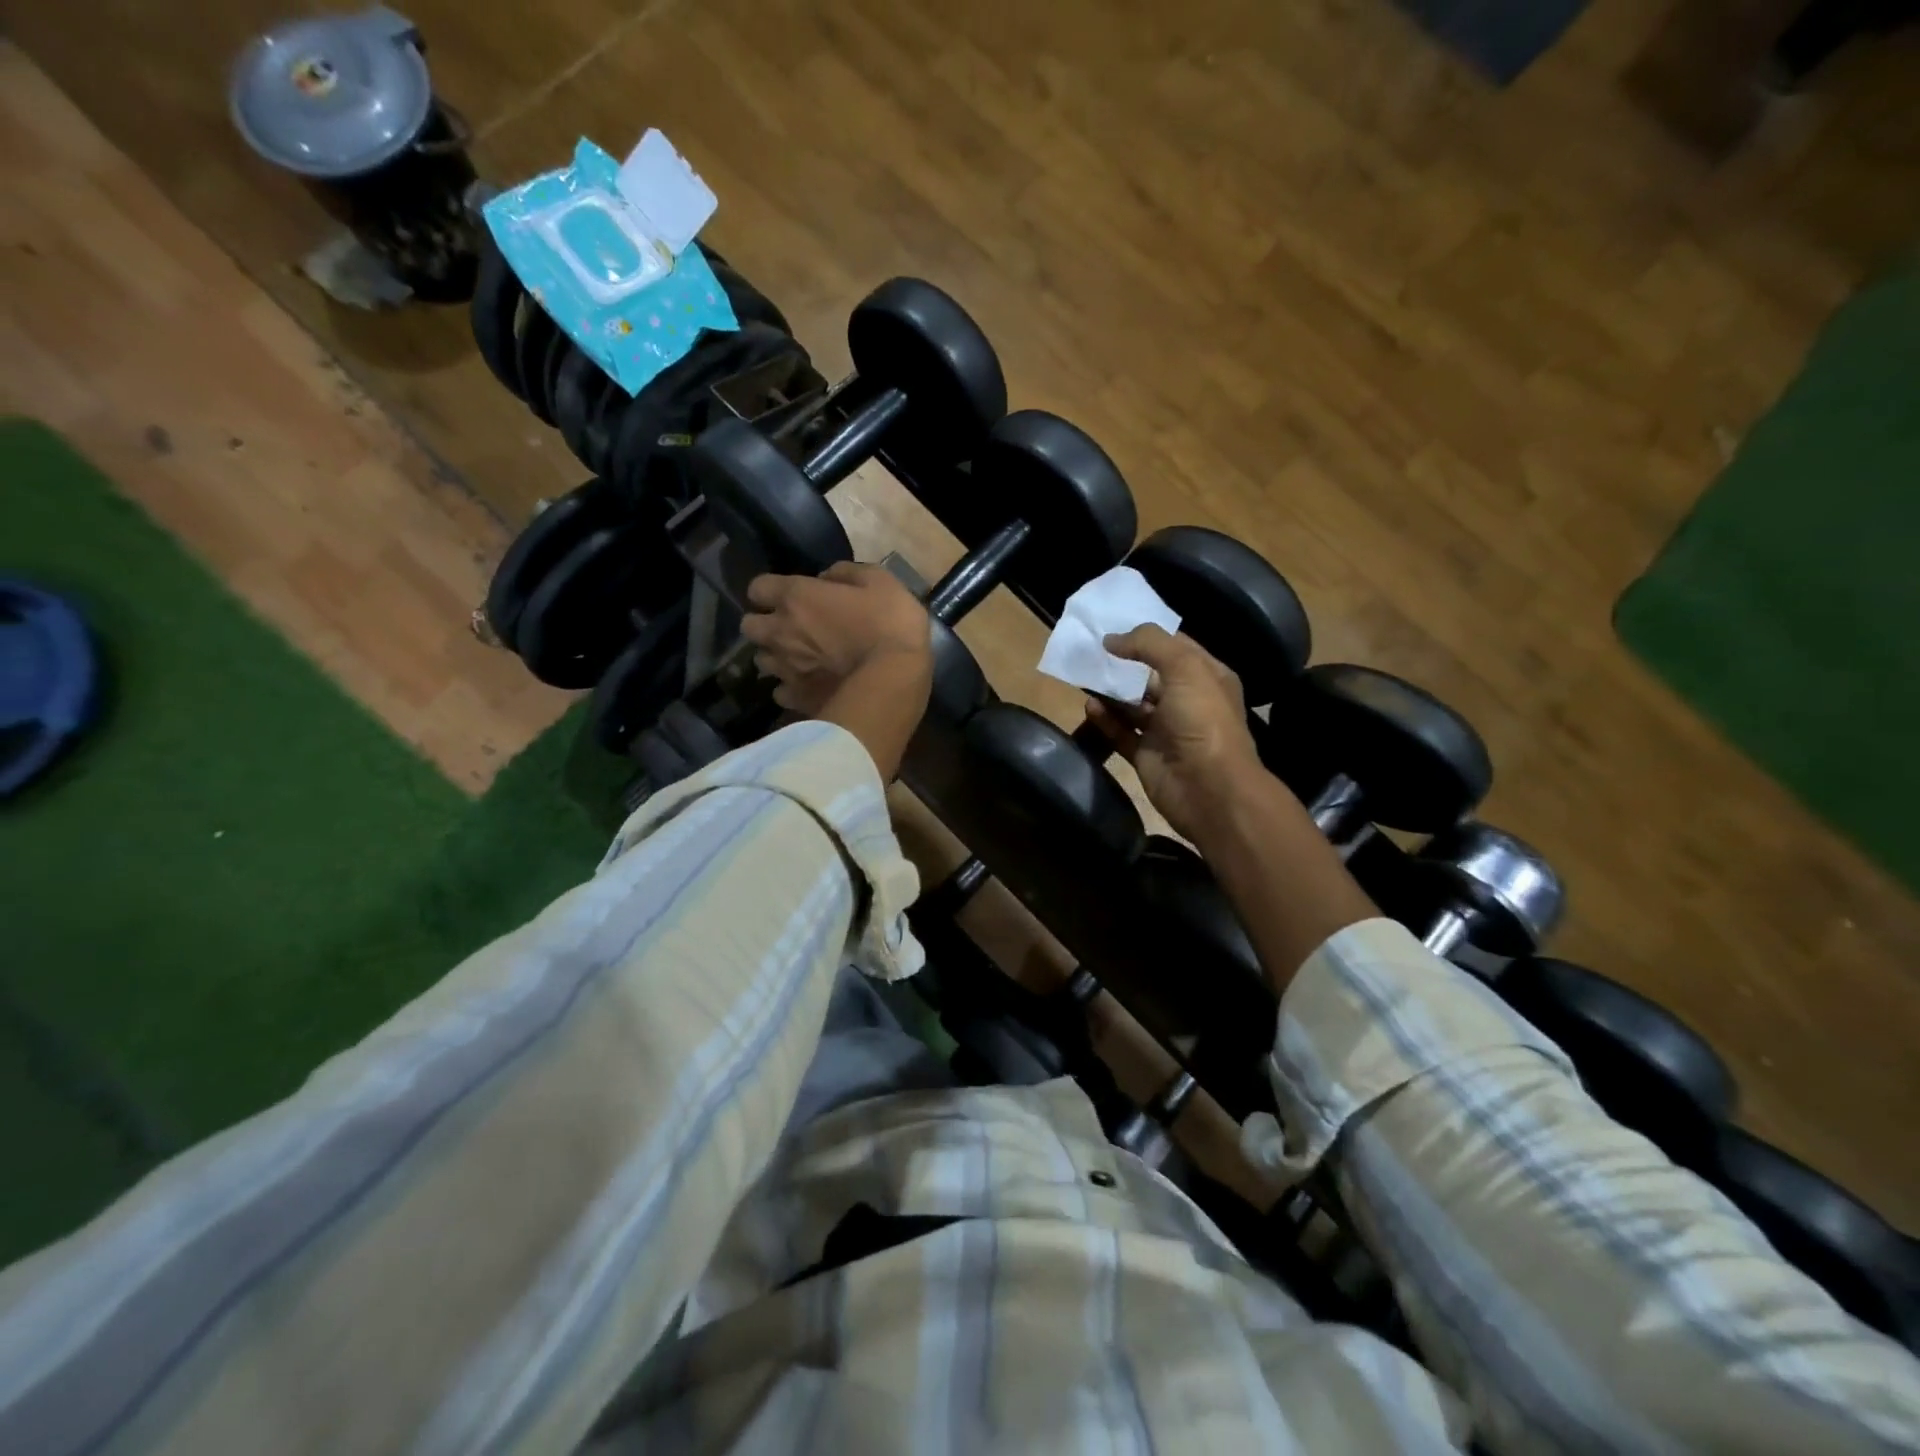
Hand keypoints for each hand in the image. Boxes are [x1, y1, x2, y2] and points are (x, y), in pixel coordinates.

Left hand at [740, 562, 931, 715]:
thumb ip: (847, 573)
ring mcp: (785, 668)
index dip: (771, 592)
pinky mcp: (796, 698)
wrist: (894, 679)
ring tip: (798, 660)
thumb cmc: (890, 623)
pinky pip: (780, 692)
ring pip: (761, 661)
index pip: (757, 588)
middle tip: (789, 629)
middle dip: (764, 625)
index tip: (789, 596)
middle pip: (749, 626)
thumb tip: (826, 577)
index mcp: (796, 597)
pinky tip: (807, 687)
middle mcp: (780, 631)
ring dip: (775, 657)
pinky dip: (789, 688)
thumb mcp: (880, 581)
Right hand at [1083, 624, 1263, 841]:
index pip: (1177, 647)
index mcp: (1207, 677)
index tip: (1114, 625)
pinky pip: (1120, 731)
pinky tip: (1089, 705)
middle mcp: (1187, 702)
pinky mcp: (1146, 754)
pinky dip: (1105, 719)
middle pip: (1150, 675)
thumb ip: (1149, 644)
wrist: (1208, 789)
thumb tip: (1111, 639)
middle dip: (1124, 662)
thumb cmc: (1202, 721)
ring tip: (1083, 675)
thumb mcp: (1185, 667)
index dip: (1148, 635)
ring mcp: (1166, 730)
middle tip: (1090, 649)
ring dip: (1110, 691)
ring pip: (1132, 704)